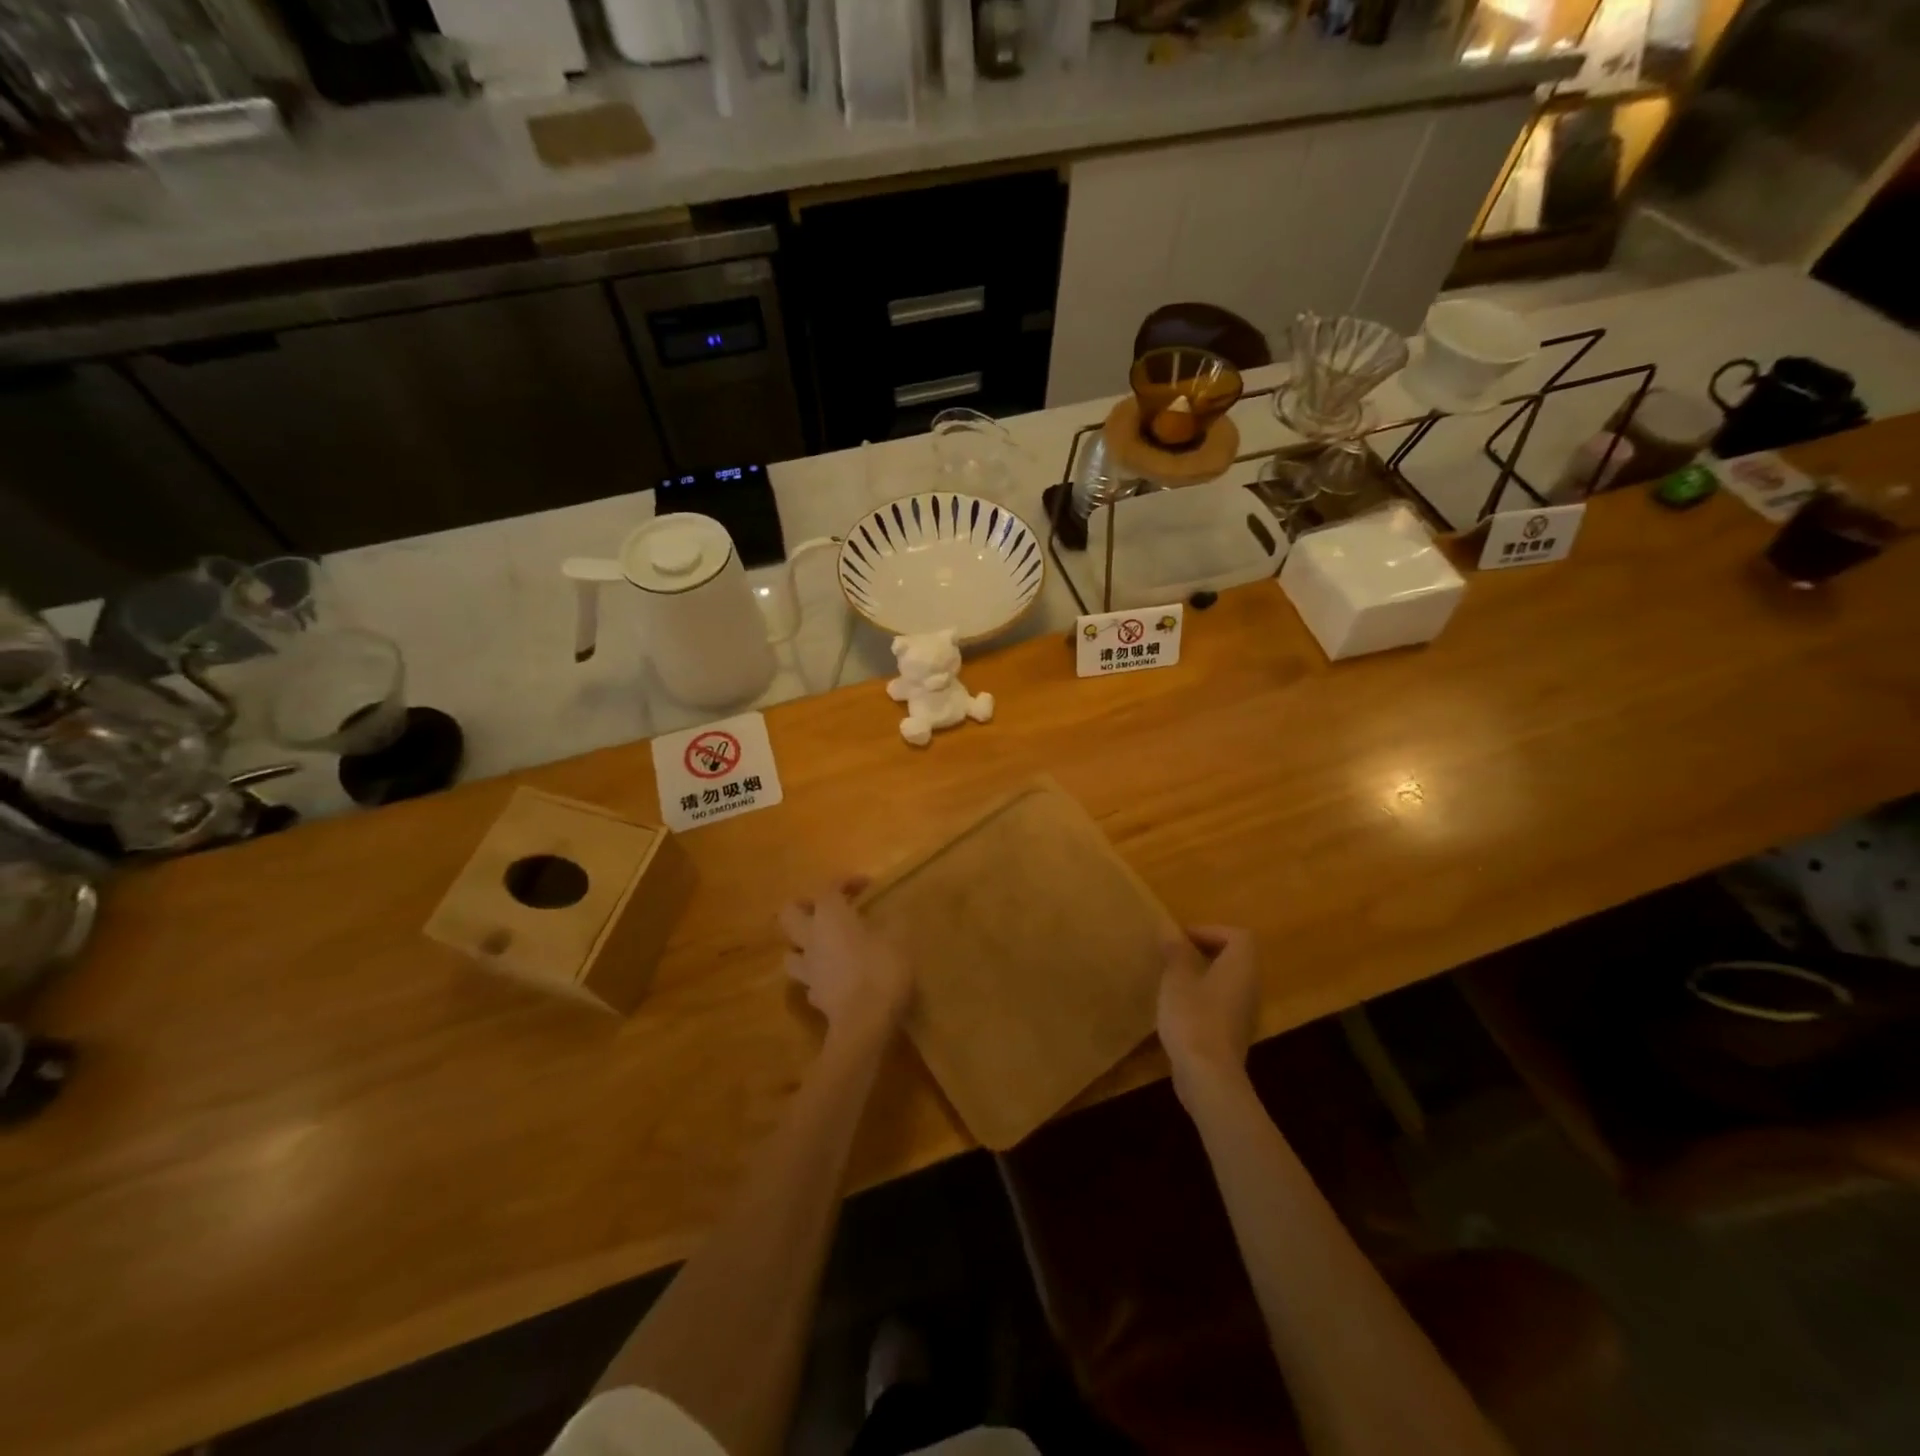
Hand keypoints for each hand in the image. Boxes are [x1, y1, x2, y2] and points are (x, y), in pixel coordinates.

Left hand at [778, 876, 911, 1044]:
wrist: (864, 1023)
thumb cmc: (881, 970)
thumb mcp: (898, 939)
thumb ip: (892, 922)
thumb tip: (893, 912)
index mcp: (830, 917)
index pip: (829, 888)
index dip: (846, 881)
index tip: (866, 885)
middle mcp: (812, 939)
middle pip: (790, 914)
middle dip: (804, 906)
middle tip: (827, 908)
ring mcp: (809, 970)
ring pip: (791, 950)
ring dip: (804, 944)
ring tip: (825, 944)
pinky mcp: (814, 996)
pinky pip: (809, 979)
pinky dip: (818, 974)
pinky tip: (834, 976)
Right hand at [1157, 925, 1259, 1098]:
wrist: (1208, 1075)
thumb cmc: (1193, 1017)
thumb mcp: (1177, 978)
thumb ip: (1176, 952)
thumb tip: (1170, 930)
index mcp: (1240, 967)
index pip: (1239, 936)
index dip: (1211, 931)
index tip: (1183, 939)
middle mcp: (1250, 986)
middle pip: (1236, 958)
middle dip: (1206, 951)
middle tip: (1176, 955)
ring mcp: (1245, 1012)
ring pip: (1229, 981)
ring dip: (1204, 974)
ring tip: (1174, 978)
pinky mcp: (1234, 1033)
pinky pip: (1223, 1003)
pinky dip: (1204, 997)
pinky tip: (1179, 1007)